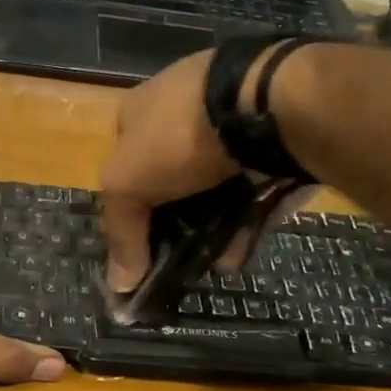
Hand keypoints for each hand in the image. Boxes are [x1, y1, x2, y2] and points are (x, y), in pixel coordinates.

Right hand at [98, 50, 239, 292]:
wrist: (261, 104)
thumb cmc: (176, 136)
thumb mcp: (127, 184)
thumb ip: (121, 233)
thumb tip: (120, 286)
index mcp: (140, 112)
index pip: (124, 165)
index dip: (126, 207)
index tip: (137, 248)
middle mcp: (183, 113)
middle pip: (170, 182)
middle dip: (174, 225)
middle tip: (178, 262)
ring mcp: (230, 126)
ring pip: (214, 191)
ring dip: (212, 231)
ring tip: (214, 267)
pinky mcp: (270, 144)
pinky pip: (253, 191)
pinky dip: (245, 223)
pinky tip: (239, 254)